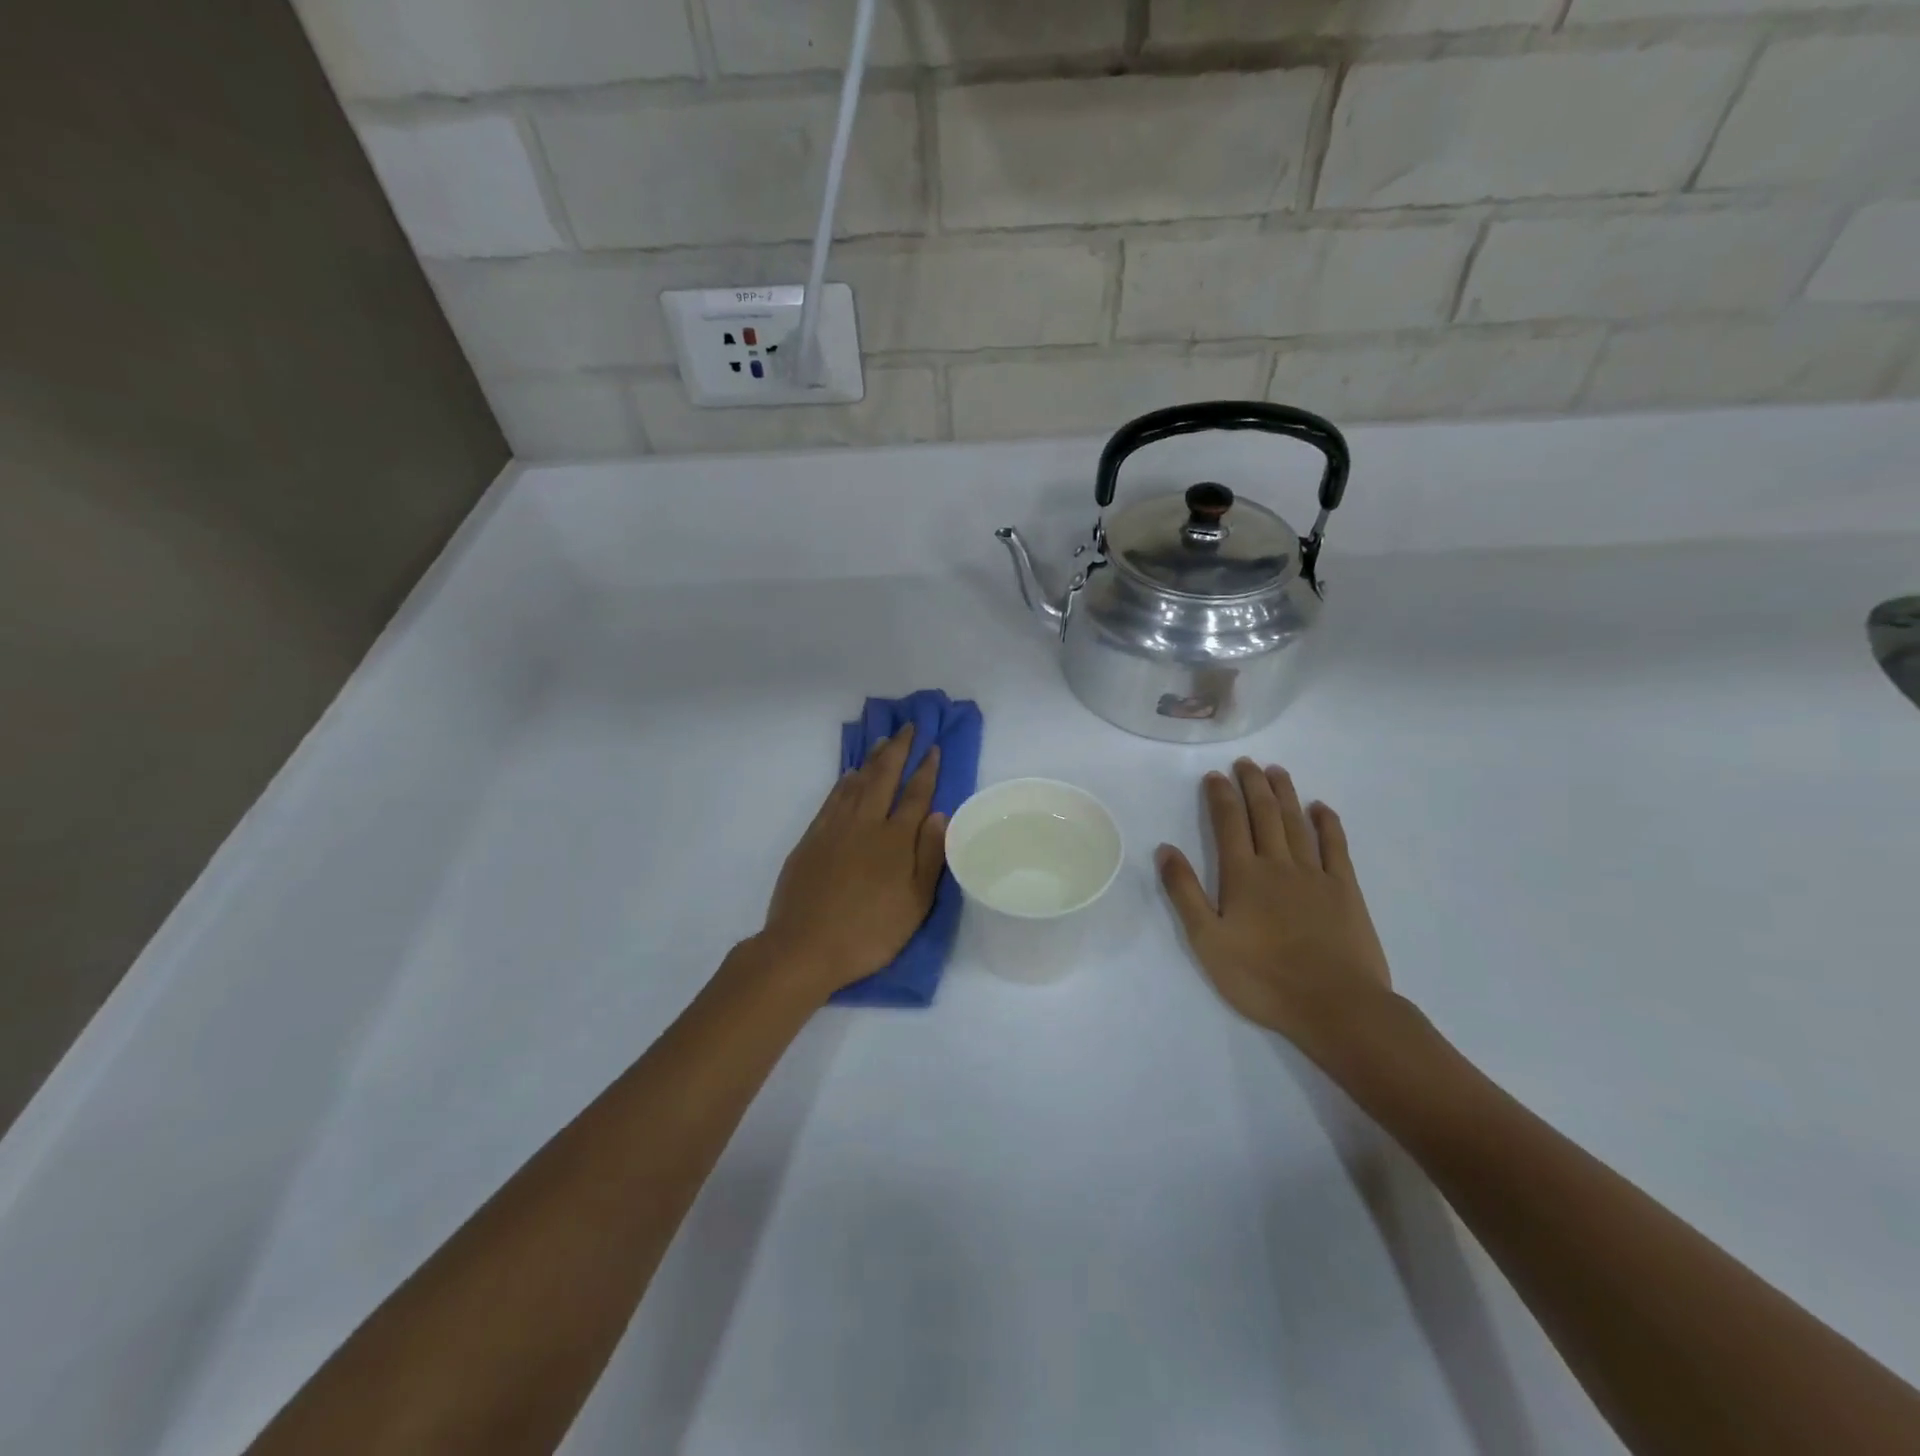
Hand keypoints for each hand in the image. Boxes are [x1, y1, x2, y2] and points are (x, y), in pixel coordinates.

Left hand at [756, 726, 947, 996]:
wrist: (804, 946)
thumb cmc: (869, 932)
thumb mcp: (914, 903)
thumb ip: (929, 857)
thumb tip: (940, 815)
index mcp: (895, 840)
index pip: (916, 795)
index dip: (926, 769)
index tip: (933, 747)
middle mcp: (866, 824)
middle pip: (884, 777)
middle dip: (899, 749)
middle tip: (908, 727)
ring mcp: (835, 828)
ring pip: (857, 782)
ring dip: (872, 759)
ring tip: (882, 740)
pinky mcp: (812, 838)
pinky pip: (833, 798)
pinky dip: (845, 781)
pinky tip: (849, 775)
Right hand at [1157, 760, 1395, 1058]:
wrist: (1336, 1005)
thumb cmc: (1263, 977)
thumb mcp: (1207, 941)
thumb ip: (1185, 893)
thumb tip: (1165, 849)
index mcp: (1242, 875)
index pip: (1228, 823)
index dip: (1221, 796)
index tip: (1215, 775)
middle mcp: (1278, 864)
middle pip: (1264, 814)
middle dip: (1252, 784)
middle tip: (1246, 762)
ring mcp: (1315, 875)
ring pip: (1297, 823)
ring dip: (1285, 794)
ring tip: (1276, 771)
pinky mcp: (1345, 890)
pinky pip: (1336, 847)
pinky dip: (1328, 824)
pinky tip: (1321, 808)